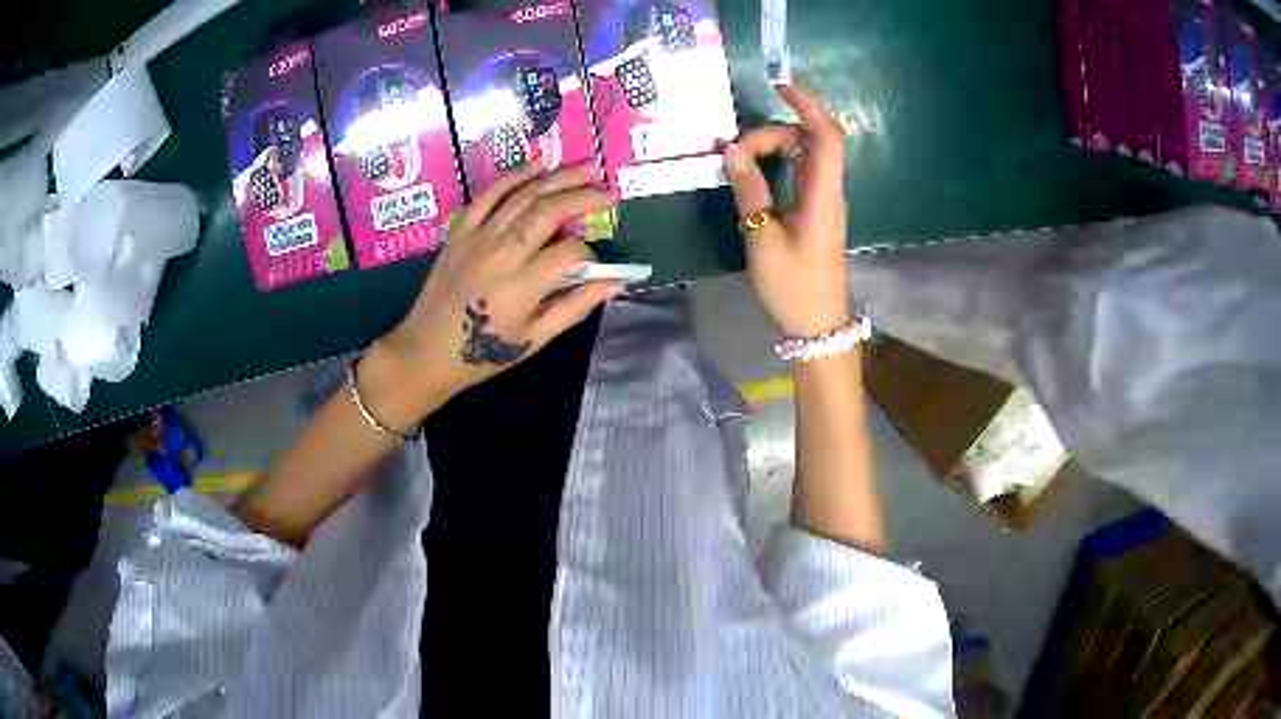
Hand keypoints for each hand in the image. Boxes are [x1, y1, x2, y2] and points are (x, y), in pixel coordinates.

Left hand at [359, 162, 620, 434]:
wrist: (425, 352)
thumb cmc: (482, 355)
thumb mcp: (534, 340)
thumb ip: (575, 307)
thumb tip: (614, 283)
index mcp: (523, 285)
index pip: (570, 253)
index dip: (589, 256)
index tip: (592, 266)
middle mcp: (503, 252)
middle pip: (551, 211)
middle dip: (585, 197)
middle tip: (609, 193)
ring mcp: (479, 237)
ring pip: (524, 195)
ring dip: (559, 178)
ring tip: (587, 168)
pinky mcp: (460, 231)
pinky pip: (490, 195)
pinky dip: (515, 175)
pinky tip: (538, 164)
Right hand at [723, 84, 849, 337]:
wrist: (816, 325)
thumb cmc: (792, 286)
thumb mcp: (762, 237)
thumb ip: (749, 191)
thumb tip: (731, 152)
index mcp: (823, 193)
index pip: (826, 135)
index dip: (808, 105)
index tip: (780, 86)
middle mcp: (828, 190)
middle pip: (808, 140)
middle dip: (771, 134)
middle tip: (734, 155)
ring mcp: (823, 201)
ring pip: (802, 156)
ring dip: (771, 150)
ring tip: (736, 164)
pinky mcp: (814, 212)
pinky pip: (797, 173)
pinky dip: (775, 165)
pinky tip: (751, 175)